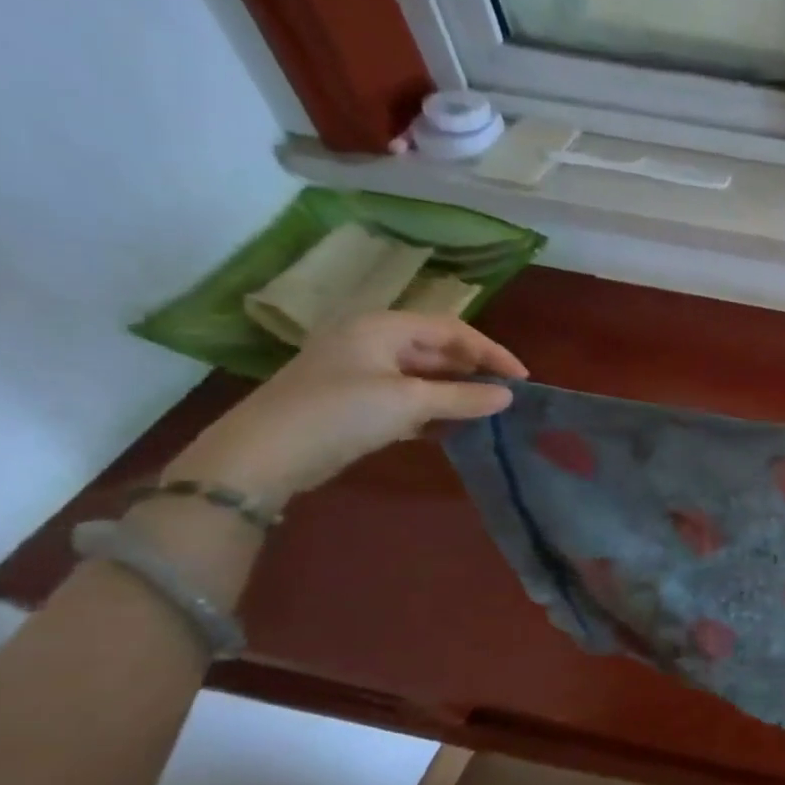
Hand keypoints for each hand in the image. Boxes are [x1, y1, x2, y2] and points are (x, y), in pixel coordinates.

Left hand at [166, 312, 529, 501]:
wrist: (262, 456)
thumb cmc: (340, 413)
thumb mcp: (410, 402)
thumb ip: (463, 397)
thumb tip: (507, 396)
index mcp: (381, 328)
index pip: (451, 329)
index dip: (490, 351)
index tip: (521, 379)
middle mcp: (370, 342)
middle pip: (436, 350)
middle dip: (473, 371)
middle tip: (506, 396)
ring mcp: (359, 372)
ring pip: (422, 376)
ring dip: (455, 393)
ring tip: (487, 413)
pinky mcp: (353, 402)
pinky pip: (406, 398)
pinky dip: (432, 410)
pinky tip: (453, 428)